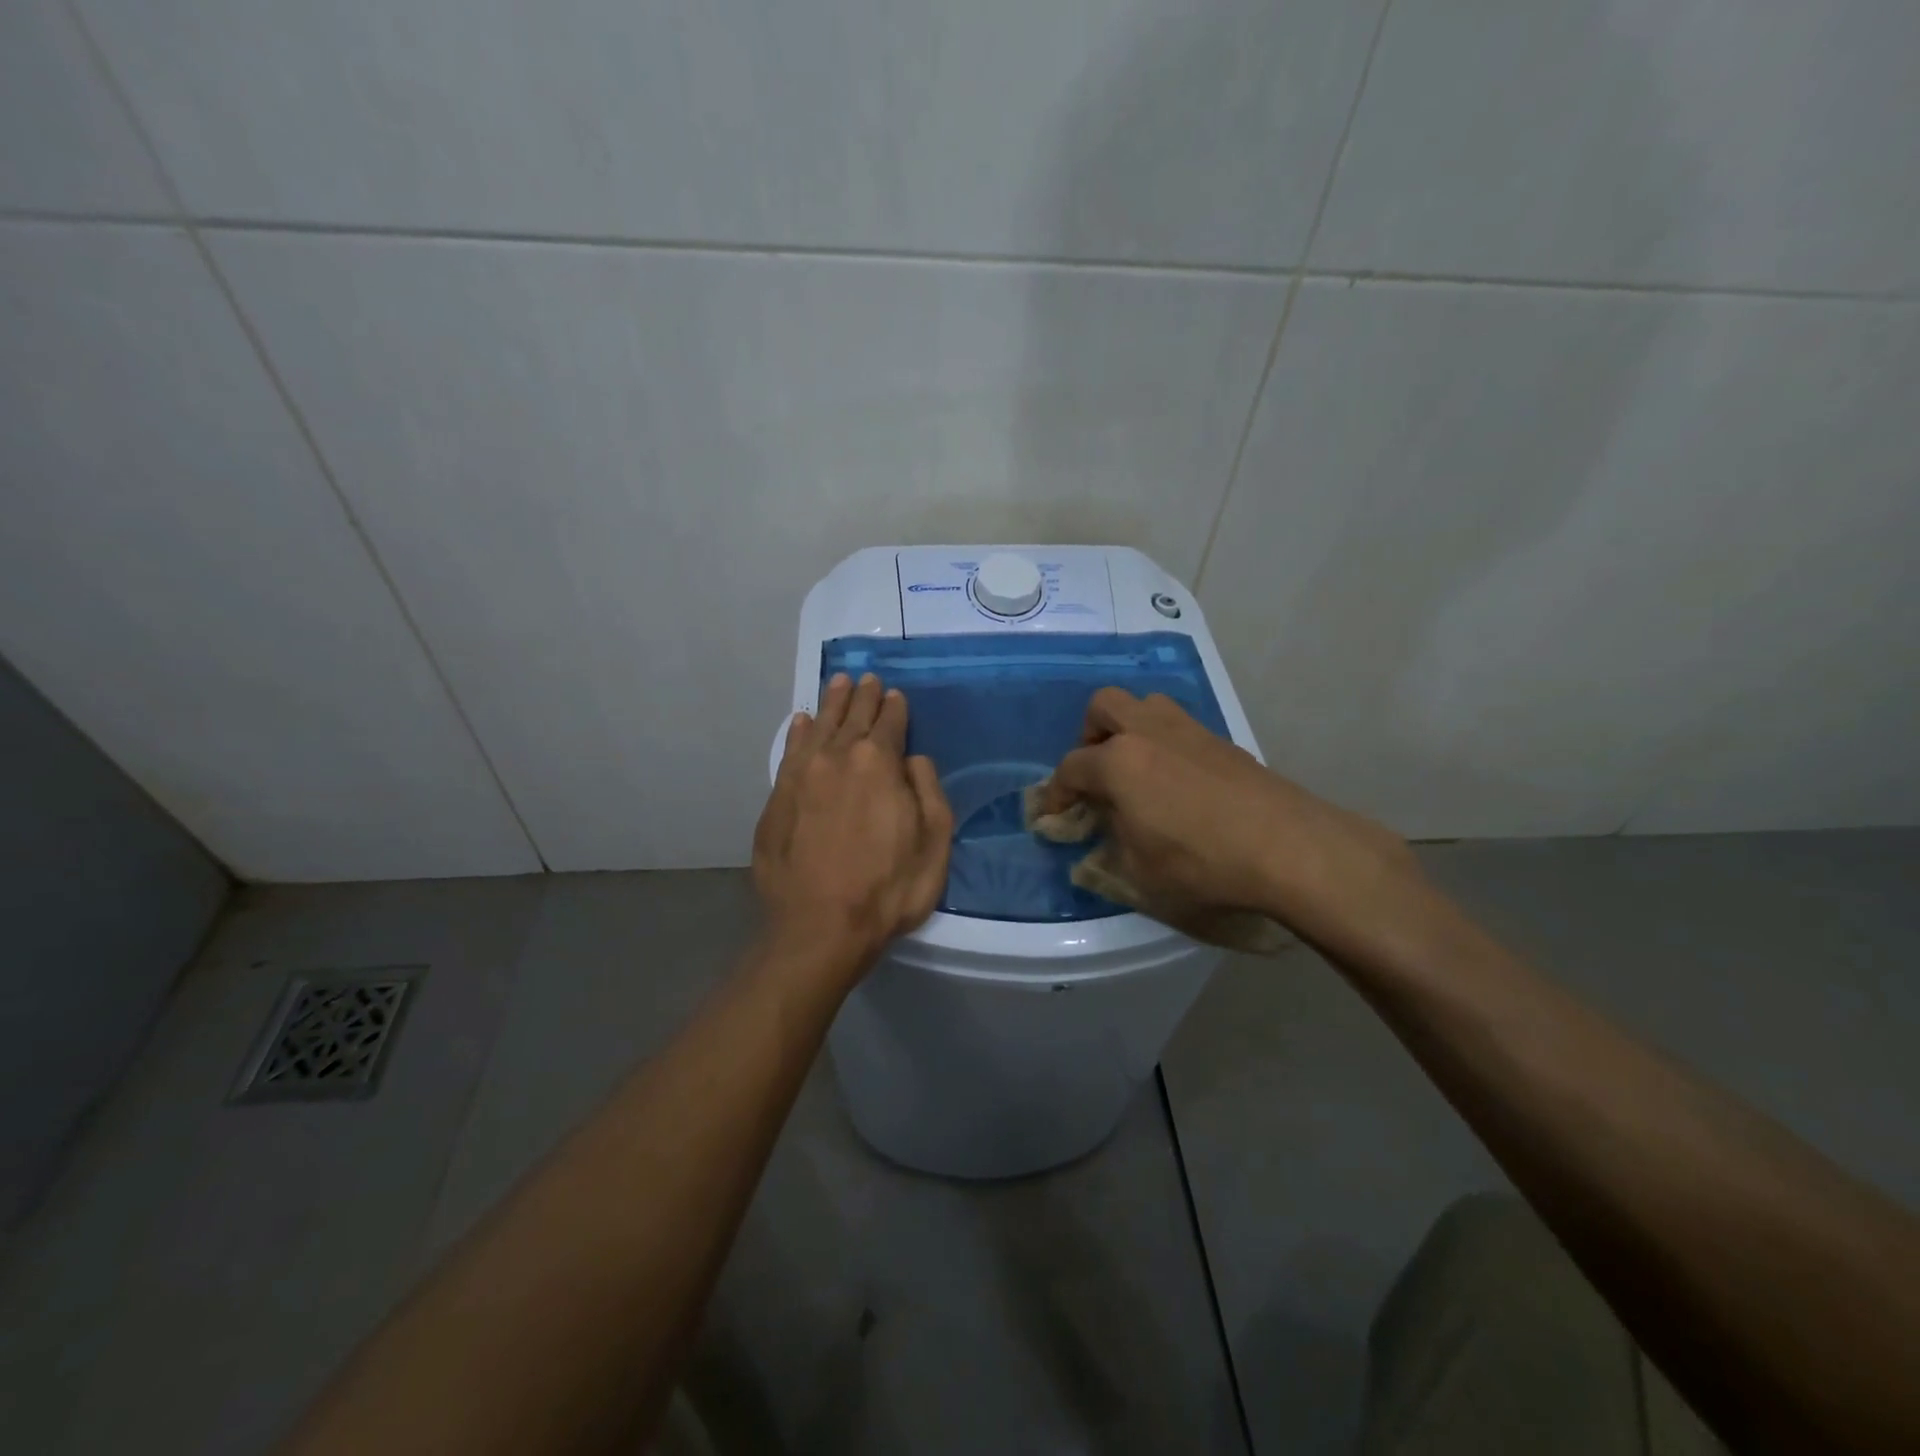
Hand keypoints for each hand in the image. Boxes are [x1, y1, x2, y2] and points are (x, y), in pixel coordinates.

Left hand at [752, 673, 952, 980]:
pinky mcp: (777, 798)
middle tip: (867, 679)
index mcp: (880, 763)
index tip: (895, 694)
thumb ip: (928, 791)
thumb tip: (913, 759)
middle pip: (853, 717)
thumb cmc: (888, 889)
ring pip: (819, 727)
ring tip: (838, 684)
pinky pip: (790, 752)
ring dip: (831, 704)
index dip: (895, 707)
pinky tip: (801, 722)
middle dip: (862, 697)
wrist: (818, 928)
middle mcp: (838, 757)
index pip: (890, 723)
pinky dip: (797, 732)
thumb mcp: (934, 844)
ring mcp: (802, 776)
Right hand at [1040, 689, 1431, 961]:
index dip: (1056, 793)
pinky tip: (1176, 783)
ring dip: (1129, 729)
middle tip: (1097, 772)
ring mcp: (1188, 731)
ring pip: (1145, 705)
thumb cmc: (1202, 864)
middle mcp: (1148, 733)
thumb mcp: (1140, 875)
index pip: (1071, 768)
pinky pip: (1177, 726)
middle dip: (1089, 735)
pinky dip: (1163, 743)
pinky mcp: (1221, 741)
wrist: (1289, 847)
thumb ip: (1109, 852)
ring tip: (1135, 771)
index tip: (1053, 816)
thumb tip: (1100, 841)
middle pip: (1104, 707)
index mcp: (1118, 763)